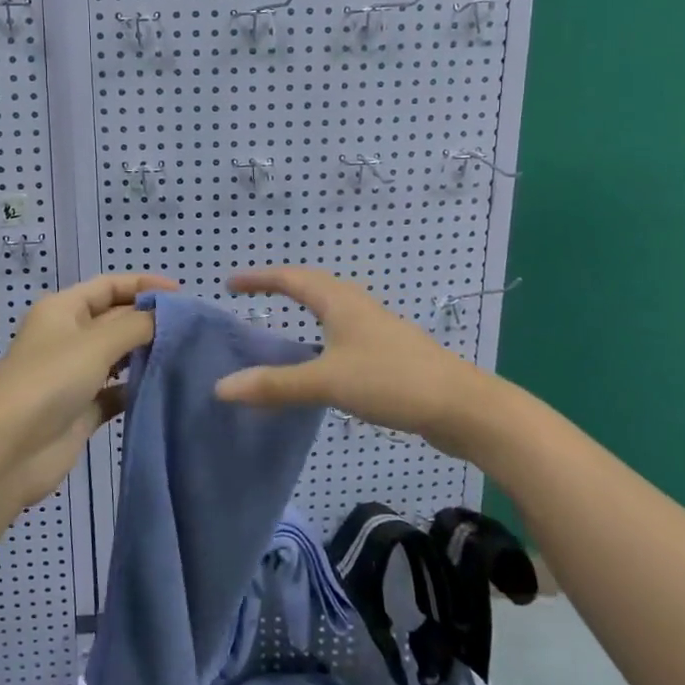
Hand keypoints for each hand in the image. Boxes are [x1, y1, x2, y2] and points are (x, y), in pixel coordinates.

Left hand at [0, 272, 177, 509]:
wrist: (9, 451)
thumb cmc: (50, 382)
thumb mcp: (96, 343)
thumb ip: (137, 325)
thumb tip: (167, 315)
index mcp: (63, 309)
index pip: (109, 286)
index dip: (144, 285)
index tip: (183, 296)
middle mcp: (68, 336)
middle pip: (116, 319)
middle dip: (150, 320)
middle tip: (193, 329)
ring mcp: (75, 374)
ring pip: (118, 356)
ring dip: (147, 354)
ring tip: (186, 355)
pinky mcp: (83, 409)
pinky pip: (117, 391)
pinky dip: (138, 388)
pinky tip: (166, 388)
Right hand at [214, 267, 493, 456]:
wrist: (463, 407)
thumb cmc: (392, 381)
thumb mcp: (328, 381)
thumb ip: (276, 385)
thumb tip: (221, 387)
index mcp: (341, 303)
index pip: (292, 278)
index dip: (260, 278)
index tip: (230, 282)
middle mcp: (358, 307)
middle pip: (314, 286)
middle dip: (281, 286)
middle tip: (252, 295)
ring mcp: (378, 329)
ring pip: (333, 309)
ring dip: (305, 308)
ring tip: (283, 322)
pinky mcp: (390, 354)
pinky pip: (345, 332)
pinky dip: (322, 336)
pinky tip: (322, 361)